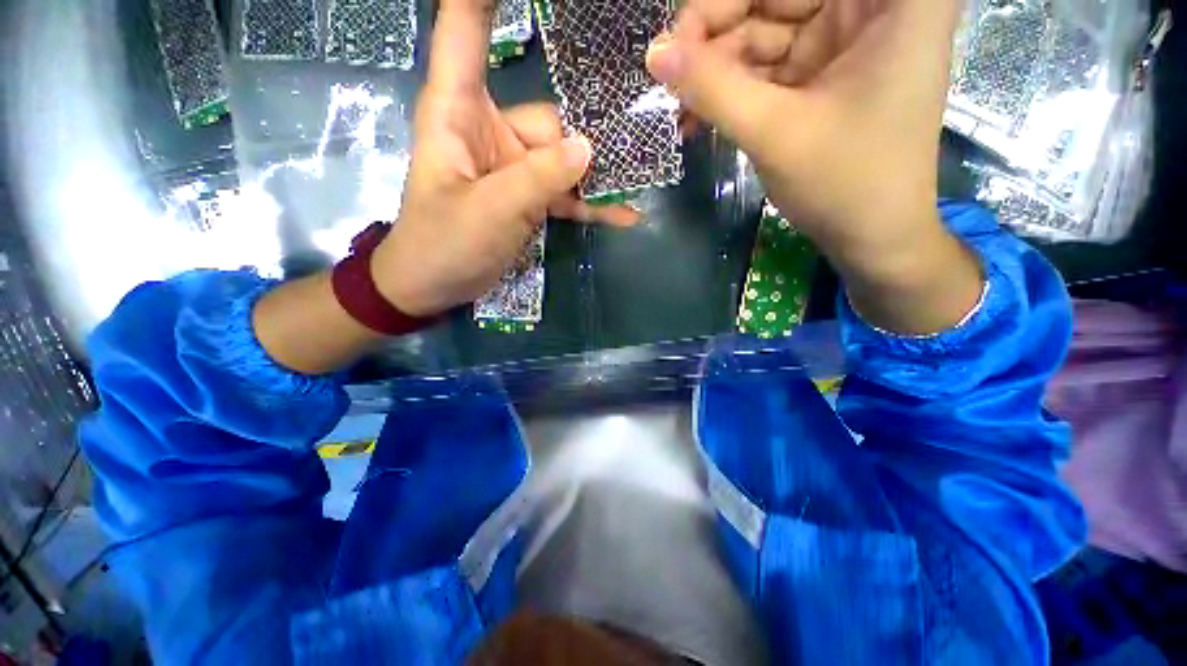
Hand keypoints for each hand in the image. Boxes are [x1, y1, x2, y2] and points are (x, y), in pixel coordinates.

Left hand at [373, 0, 638, 317]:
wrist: (433, 286)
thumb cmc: (444, 243)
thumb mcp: (491, 210)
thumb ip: (539, 178)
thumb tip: (588, 148)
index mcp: (459, 111)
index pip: (465, 28)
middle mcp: (489, 130)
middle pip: (550, 122)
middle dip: (591, 143)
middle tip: (641, 150)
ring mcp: (512, 167)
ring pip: (564, 162)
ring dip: (597, 179)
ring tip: (639, 185)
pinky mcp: (525, 198)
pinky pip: (563, 195)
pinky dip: (589, 205)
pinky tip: (622, 214)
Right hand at [648, 0, 983, 333]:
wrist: (872, 237)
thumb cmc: (844, 184)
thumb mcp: (774, 132)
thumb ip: (712, 88)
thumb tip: (655, 54)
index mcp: (892, 1)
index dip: (724, 4)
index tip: (678, 41)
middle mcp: (870, 7)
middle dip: (716, 38)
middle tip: (671, 78)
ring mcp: (843, 41)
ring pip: (763, 32)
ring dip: (716, 73)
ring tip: (681, 112)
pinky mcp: (821, 74)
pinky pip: (766, 67)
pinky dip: (732, 91)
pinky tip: (701, 117)